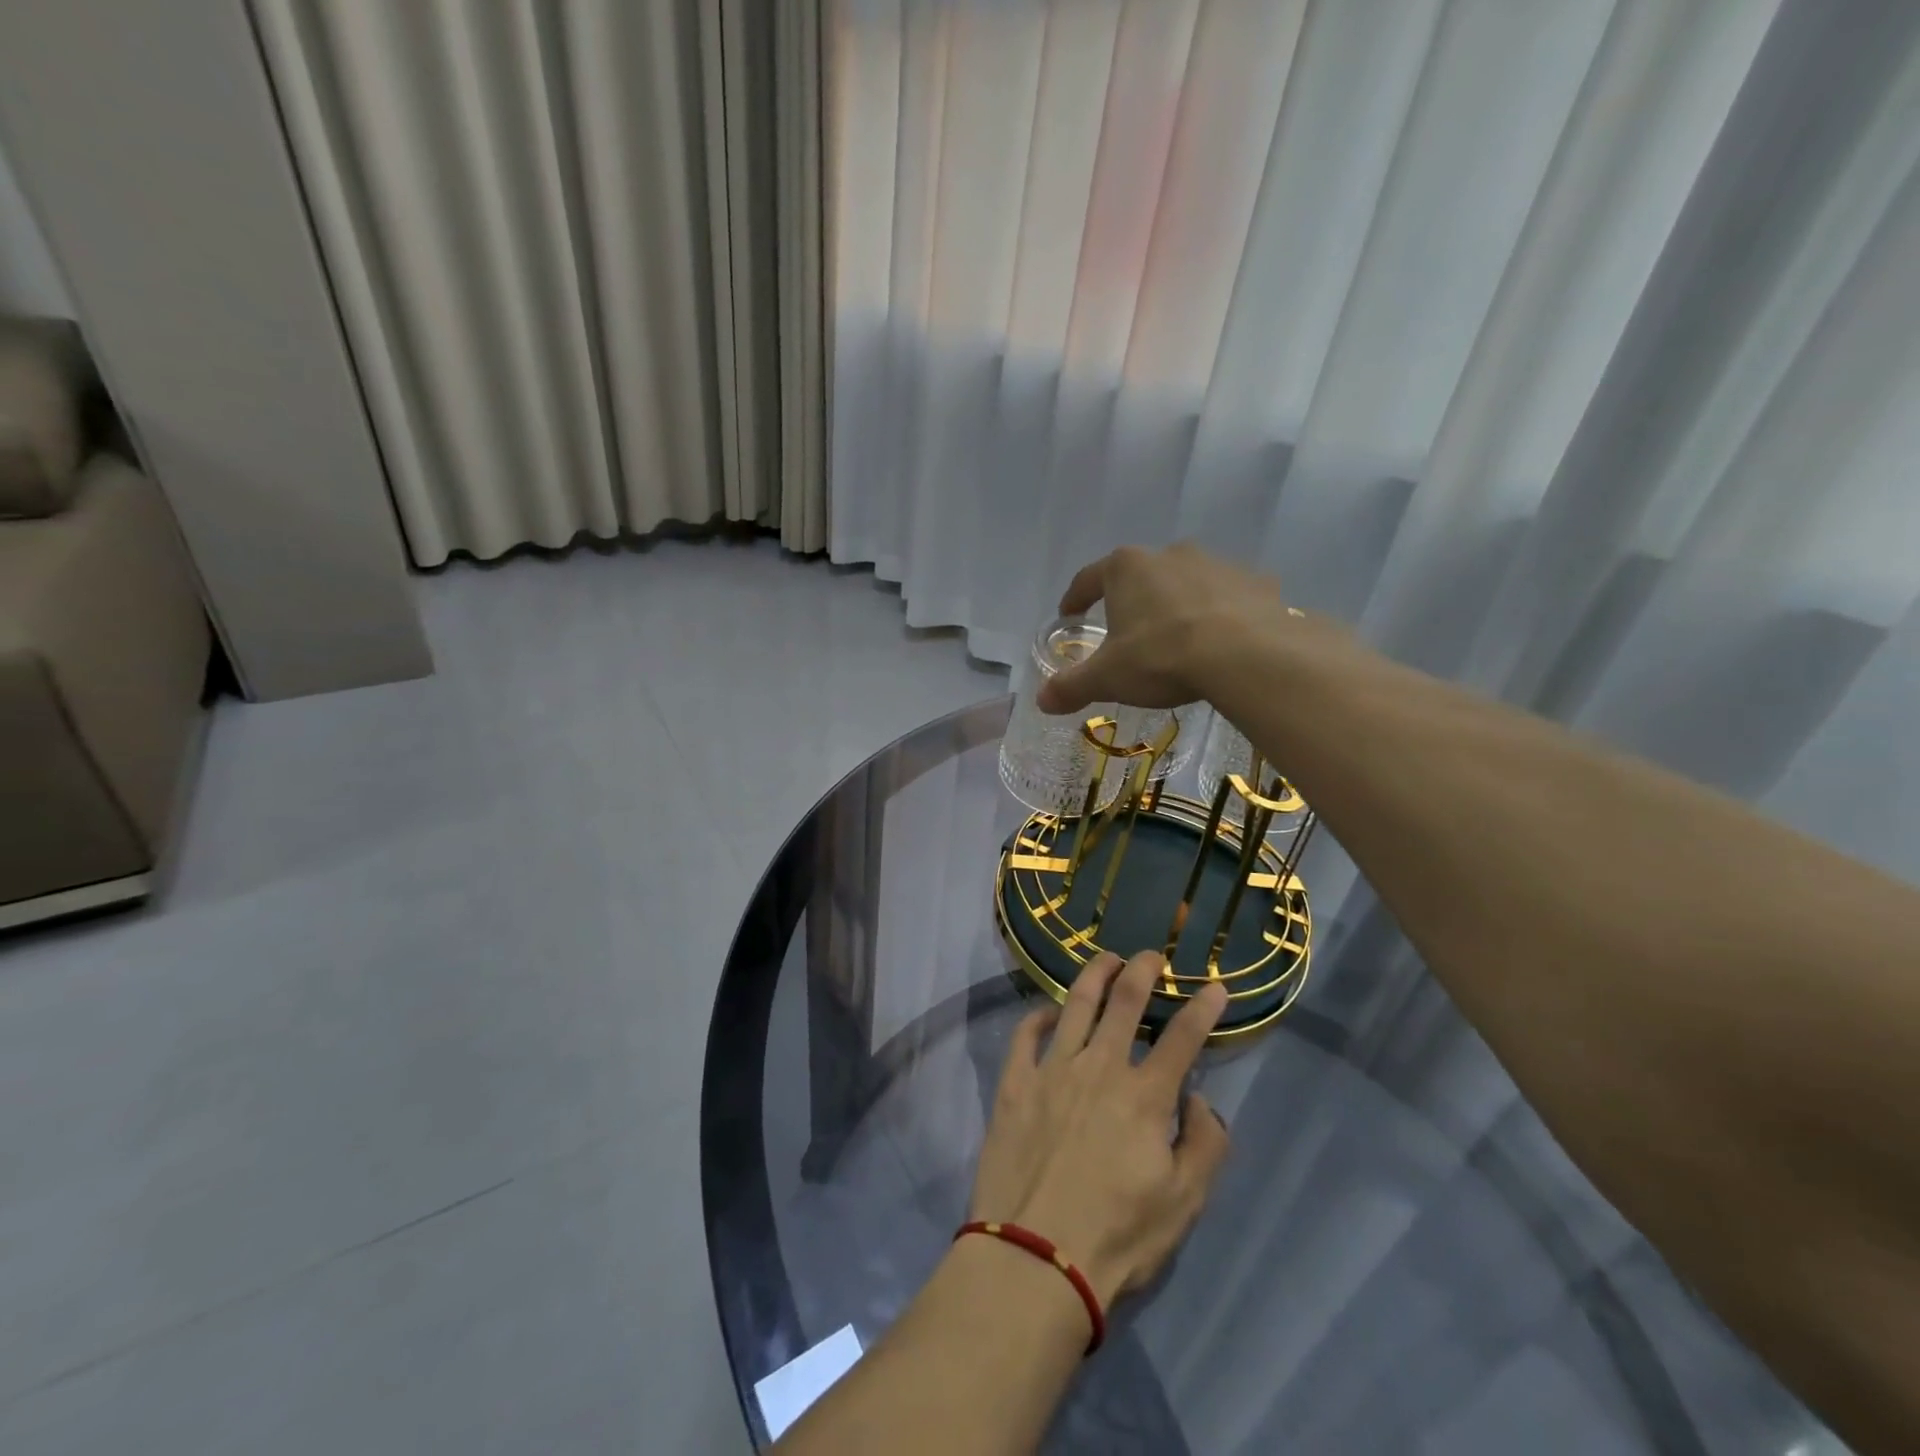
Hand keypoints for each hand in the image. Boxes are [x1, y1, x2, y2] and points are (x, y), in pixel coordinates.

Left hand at [968, 951, 1230, 1308]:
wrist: (1035, 1256)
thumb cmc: (1117, 1235)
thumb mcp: (1184, 1203)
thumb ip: (1205, 1145)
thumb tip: (1200, 1099)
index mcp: (1145, 1096)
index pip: (1182, 1038)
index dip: (1202, 1008)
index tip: (1214, 985)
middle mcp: (1099, 1067)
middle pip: (1124, 1002)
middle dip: (1142, 971)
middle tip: (1151, 955)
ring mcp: (1052, 1070)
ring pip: (1075, 1004)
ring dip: (1094, 975)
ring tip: (1106, 959)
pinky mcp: (1014, 1083)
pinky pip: (1026, 1034)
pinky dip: (1039, 1015)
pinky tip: (1048, 1011)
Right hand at [1036, 543, 1289, 714]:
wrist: (1247, 655)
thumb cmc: (1161, 657)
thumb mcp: (1107, 678)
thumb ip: (1071, 686)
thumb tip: (1041, 700)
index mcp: (1127, 569)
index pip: (1089, 578)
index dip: (1075, 598)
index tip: (1069, 614)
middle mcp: (1170, 555)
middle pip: (1141, 577)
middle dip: (1132, 602)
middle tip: (1127, 633)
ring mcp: (1217, 564)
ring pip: (1186, 584)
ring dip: (1177, 606)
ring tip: (1177, 641)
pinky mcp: (1255, 582)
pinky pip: (1228, 599)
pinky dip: (1220, 615)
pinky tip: (1221, 643)